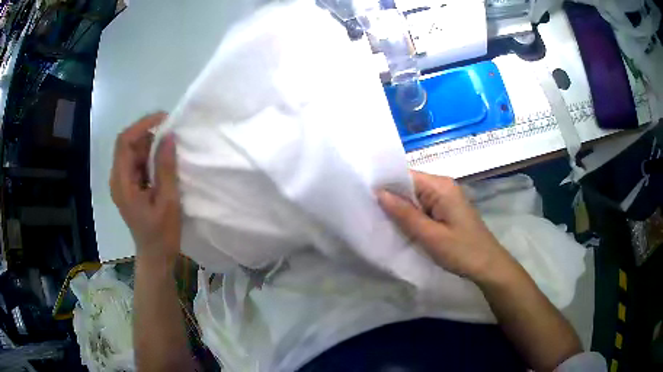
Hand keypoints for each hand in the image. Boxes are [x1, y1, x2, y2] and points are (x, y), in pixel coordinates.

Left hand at [110, 113, 180, 266]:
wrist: (155, 256)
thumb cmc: (162, 234)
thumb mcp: (167, 201)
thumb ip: (165, 168)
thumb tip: (168, 136)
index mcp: (122, 183)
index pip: (124, 142)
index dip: (142, 125)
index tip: (164, 119)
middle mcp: (118, 179)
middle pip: (127, 144)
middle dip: (148, 133)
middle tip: (171, 132)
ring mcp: (122, 183)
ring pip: (132, 151)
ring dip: (150, 144)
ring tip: (170, 145)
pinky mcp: (129, 186)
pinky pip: (136, 162)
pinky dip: (149, 156)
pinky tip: (163, 160)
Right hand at [377, 171, 515, 282]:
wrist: (488, 266)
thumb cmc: (461, 251)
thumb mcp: (430, 235)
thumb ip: (405, 214)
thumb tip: (379, 192)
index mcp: (441, 186)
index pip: (406, 175)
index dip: (385, 184)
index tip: (364, 196)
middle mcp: (443, 186)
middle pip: (410, 185)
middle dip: (391, 197)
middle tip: (368, 211)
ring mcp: (446, 198)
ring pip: (415, 197)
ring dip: (401, 208)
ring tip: (379, 219)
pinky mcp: (447, 209)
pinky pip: (423, 207)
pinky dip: (411, 215)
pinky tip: (400, 225)